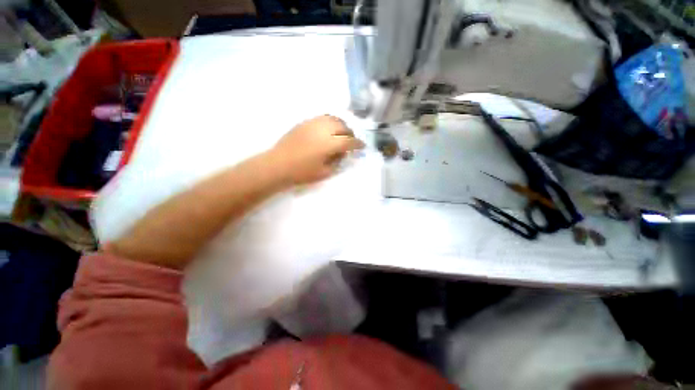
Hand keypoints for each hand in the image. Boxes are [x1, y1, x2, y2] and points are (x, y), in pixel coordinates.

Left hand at [269, 115, 365, 184]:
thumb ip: (337, 161)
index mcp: (328, 144)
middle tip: (351, 141)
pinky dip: (330, 122)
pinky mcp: (304, 122)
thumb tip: (343, 152)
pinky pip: (322, 118)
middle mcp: (322, 130)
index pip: (348, 141)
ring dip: (341, 125)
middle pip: (343, 126)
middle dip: (350, 133)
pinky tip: (329, 129)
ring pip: (333, 118)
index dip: (357, 144)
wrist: (278, 165)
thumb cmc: (302, 173)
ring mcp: (312, 124)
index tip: (362, 146)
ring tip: (342, 133)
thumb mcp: (324, 172)